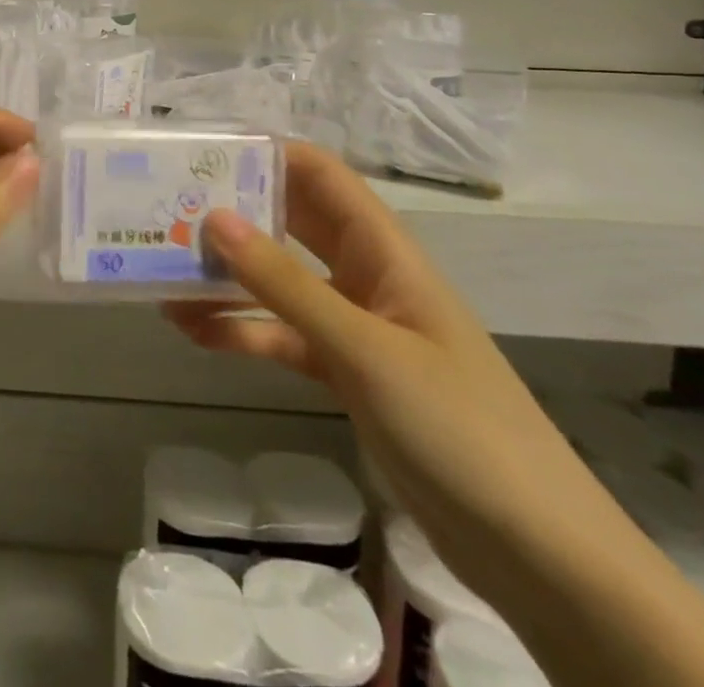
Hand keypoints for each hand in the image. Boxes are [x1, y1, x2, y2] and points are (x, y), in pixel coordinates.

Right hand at [164, 144, 615, 593]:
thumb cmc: (459, 427)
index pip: (322, 176)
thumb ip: (286, 284)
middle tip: (169, 205)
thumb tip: (213, 217)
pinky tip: (193, 330)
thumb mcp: (365, 349)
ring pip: (281, 282)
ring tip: (165, 267)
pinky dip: (242, 330)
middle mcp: (367, 276)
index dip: (268, 154)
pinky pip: (283, 336)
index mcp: (385, 251)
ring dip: (229, 274)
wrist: (537, 553)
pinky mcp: (346, 375)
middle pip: (294, 222)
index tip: (203, 150)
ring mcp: (356, 327)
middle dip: (236, 210)